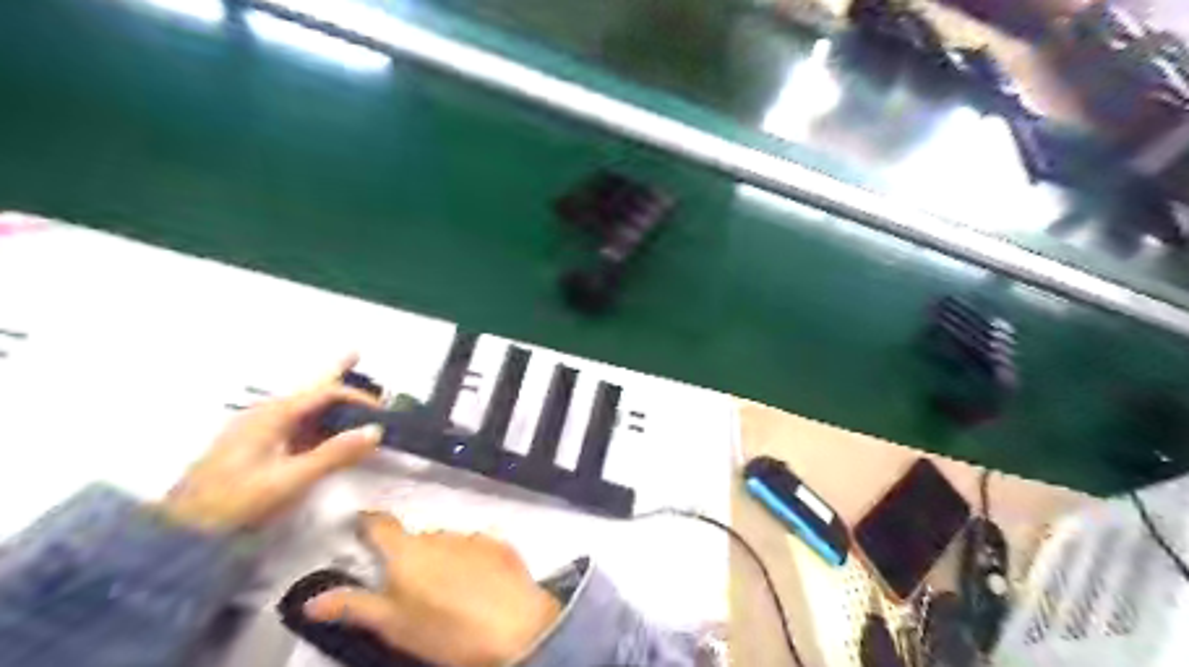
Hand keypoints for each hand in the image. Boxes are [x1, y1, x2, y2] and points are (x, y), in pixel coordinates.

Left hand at [160, 357, 382, 533]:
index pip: (325, 392)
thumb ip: (334, 454)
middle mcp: (265, 414)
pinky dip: (316, 421)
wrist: (179, 530)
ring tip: (349, 394)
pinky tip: (325, 429)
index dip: (356, 397)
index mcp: (274, 415)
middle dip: (334, 371)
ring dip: (329, 400)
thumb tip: (374, 431)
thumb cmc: (235, 501)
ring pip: (302, 407)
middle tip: (356, 353)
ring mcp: (257, 429)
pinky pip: (294, 424)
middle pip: (310, 389)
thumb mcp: (289, 480)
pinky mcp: (254, 446)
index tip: (381, 412)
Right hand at [302, 514, 563, 666]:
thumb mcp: (393, 625)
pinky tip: (477, 586)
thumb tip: (311, 598)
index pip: (380, 524)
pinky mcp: (500, 545)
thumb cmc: (446, 631)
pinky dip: (471, 561)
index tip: (360, 525)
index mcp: (407, 552)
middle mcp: (439, 535)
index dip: (367, 522)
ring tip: (447, 592)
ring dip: (442, 559)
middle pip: (416, 538)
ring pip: (447, 543)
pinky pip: (476, 547)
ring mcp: (473, 537)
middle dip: (410, 556)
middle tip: (411, 588)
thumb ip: (353, 607)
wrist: (516, 629)